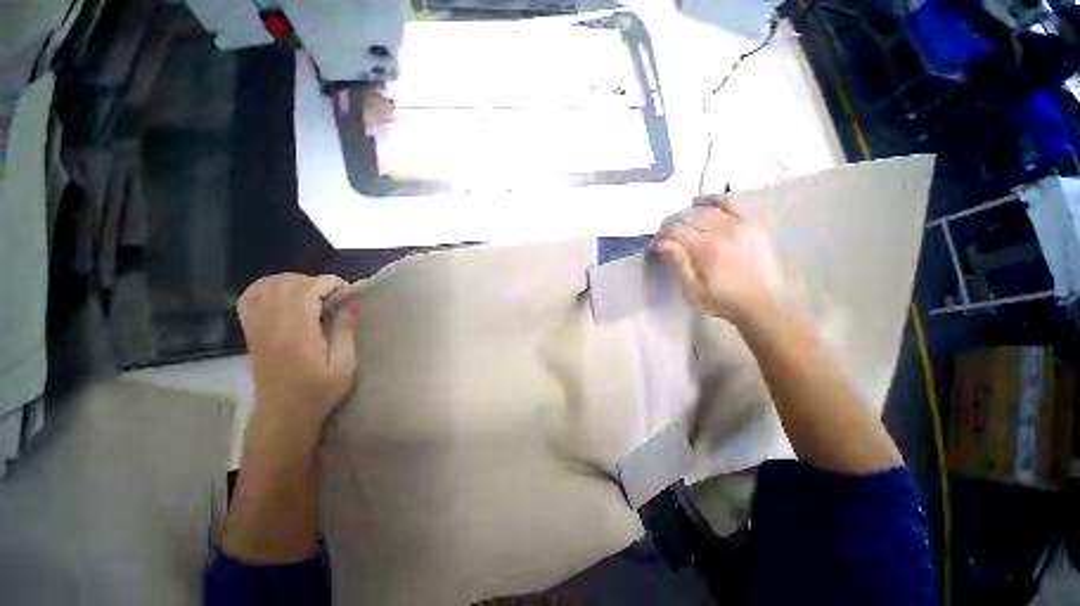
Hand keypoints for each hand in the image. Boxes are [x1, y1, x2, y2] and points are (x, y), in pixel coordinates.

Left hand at [238, 274, 358, 432]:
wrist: (283, 414)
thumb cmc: (319, 392)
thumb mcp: (343, 364)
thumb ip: (346, 329)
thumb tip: (354, 299)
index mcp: (296, 332)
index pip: (307, 289)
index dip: (330, 283)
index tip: (348, 293)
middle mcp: (272, 324)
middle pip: (288, 283)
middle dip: (316, 281)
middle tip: (335, 296)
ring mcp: (257, 326)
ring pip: (268, 285)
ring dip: (294, 281)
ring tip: (314, 294)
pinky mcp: (251, 330)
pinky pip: (251, 296)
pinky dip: (268, 286)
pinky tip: (284, 293)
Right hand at [656, 196, 783, 324]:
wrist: (762, 304)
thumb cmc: (723, 300)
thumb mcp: (693, 289)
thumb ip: (679, 262)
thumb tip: (662, 244)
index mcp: (707, 247)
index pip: (677, 231)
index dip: (663, 235)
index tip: (657, 243)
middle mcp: (724, 230)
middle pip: (691, 215)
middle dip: (674, 222)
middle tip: (668, 235)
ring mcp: (741, 224)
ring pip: (709, 207)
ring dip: (692, 211)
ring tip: (685, 220)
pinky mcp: (753, 225)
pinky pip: (734, 204)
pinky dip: (718, 201)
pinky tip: (708, 204)